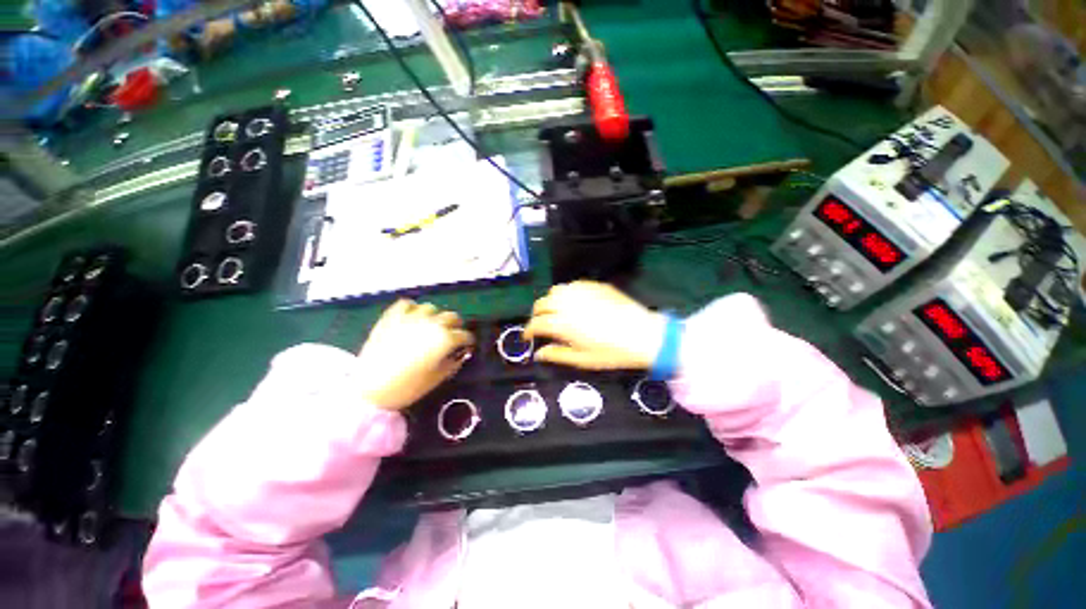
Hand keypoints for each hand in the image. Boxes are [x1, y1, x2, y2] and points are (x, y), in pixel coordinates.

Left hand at [356, 300, 474, 409]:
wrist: (370, 389)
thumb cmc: (407, 387)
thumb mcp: (437, 378)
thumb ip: (454, 363)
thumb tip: (461, 353)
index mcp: (445, 339)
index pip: (465, 335)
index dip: (467, 342)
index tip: (465, 347)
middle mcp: (432, 323)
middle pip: (452, 317)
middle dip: (455, 326)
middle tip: (451, 336)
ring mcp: (411, 318)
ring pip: (431, 308)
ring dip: (435, 317)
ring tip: (430, 327)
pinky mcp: (392, 317)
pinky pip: (407, 304)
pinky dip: (413, 309)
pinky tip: (412, 319)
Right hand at [524, 281, 665, 369]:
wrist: (642, 334)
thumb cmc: (612, 352)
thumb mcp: (582, 360)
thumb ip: (557, 355)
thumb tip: (539, 354)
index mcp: (562, 324)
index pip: (536, 324)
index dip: (528, 331)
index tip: (528, 336)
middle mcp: (567, 304)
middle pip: (541, 304)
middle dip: (536, 315)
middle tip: (541, 324)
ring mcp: (581, 291)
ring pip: (555, 290)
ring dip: (550, 301)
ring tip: (555, 311)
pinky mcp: (594, 285)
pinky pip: (572, 284)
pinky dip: (566, 292)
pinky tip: (573, 301)